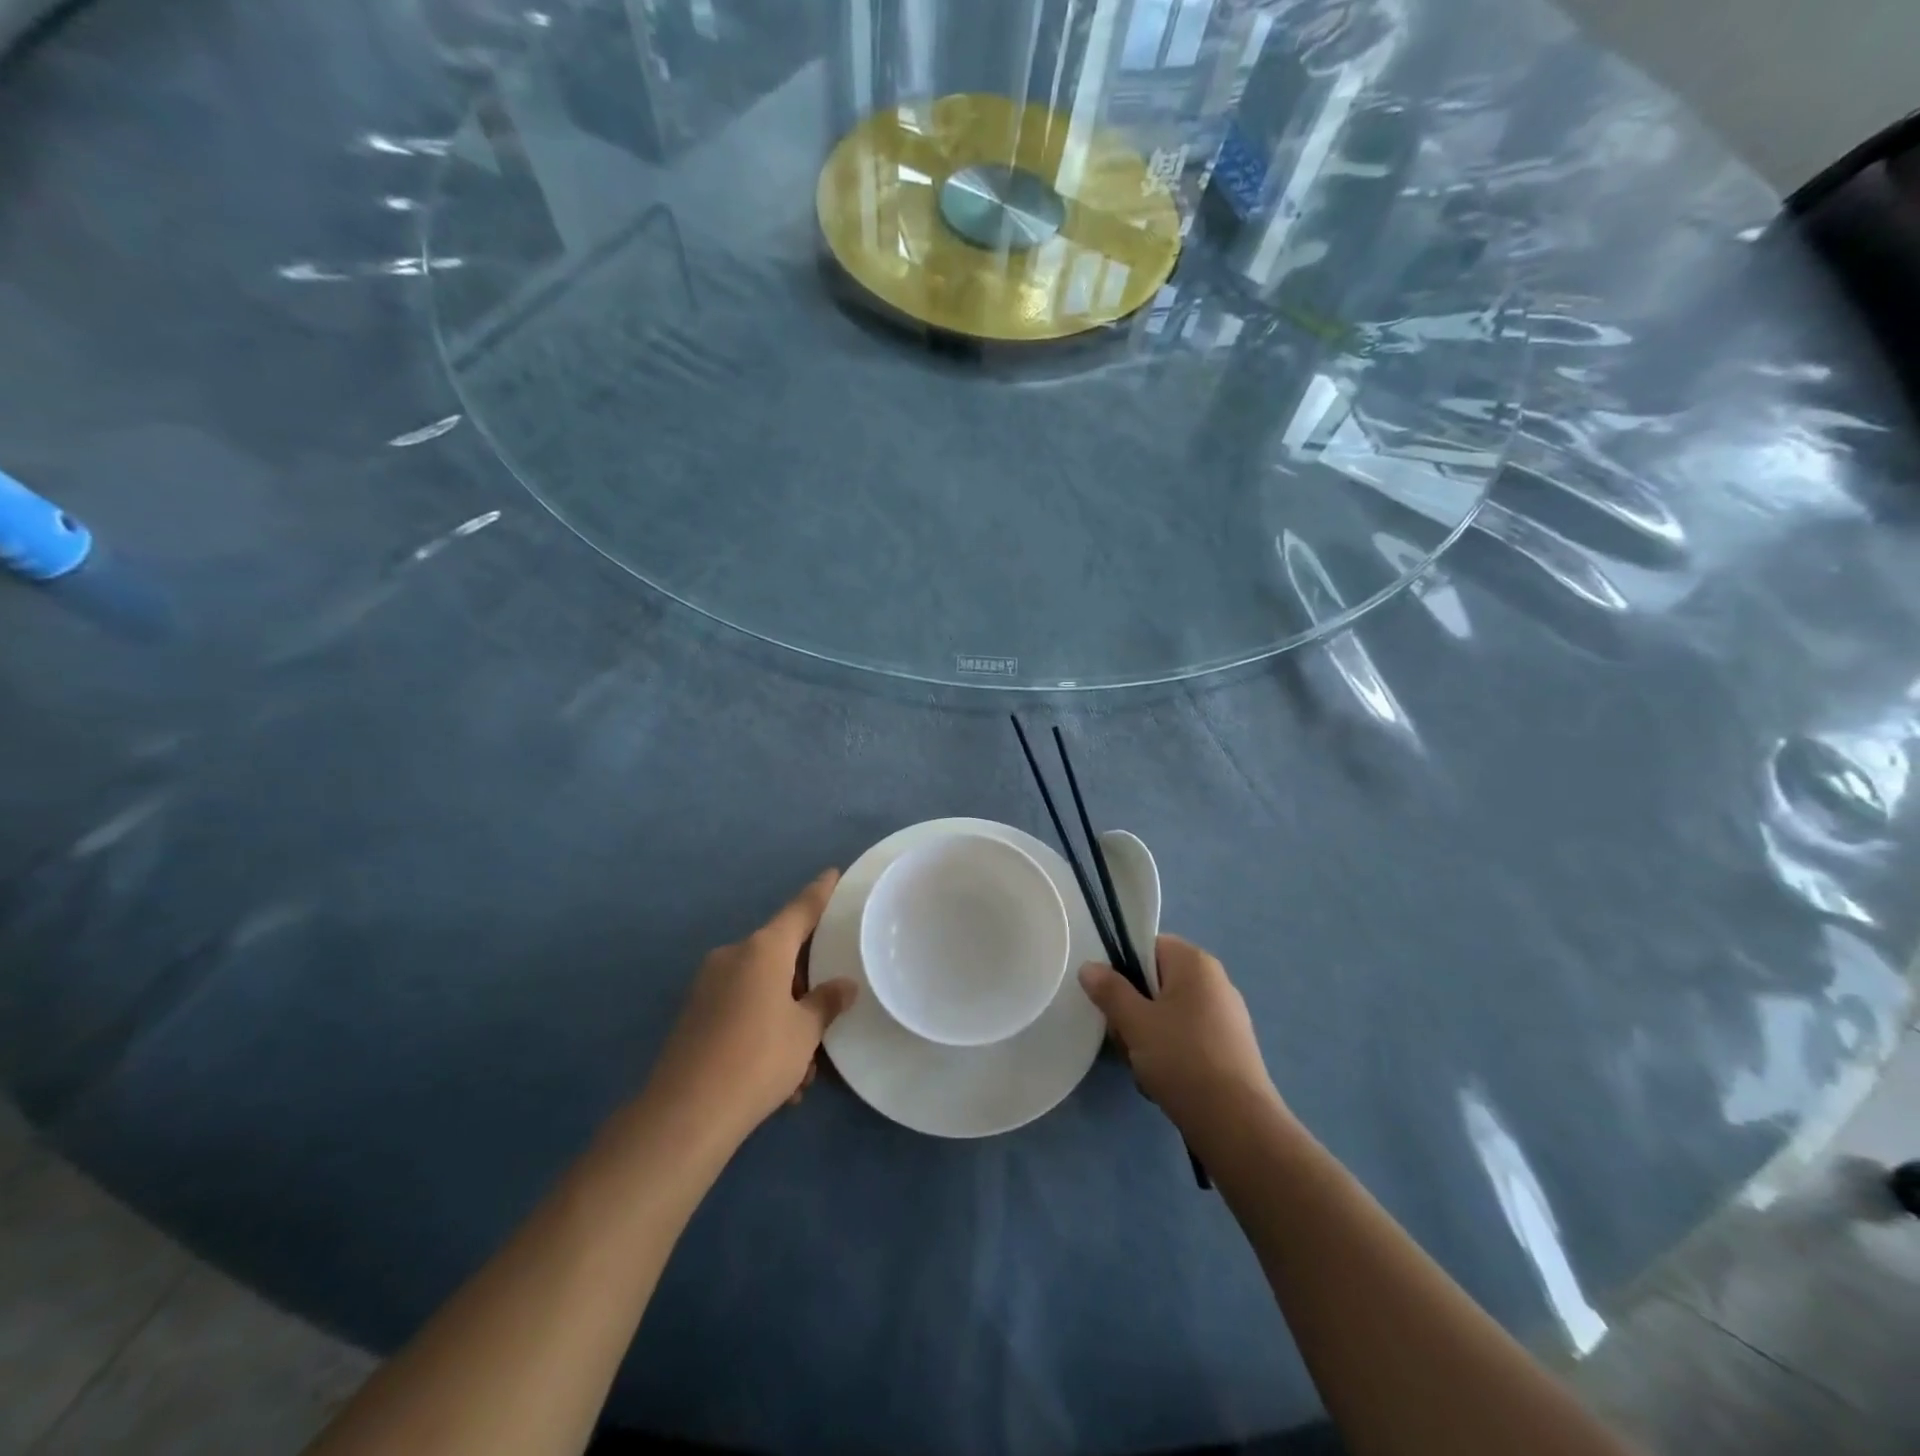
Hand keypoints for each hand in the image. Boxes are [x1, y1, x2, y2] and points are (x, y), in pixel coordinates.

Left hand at [648, 870, 858, 1140]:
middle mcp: (734, 956)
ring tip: (802, 1071)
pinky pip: (740, 1009)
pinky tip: (777, 1080)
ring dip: (784, 1020)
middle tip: (825, 1017)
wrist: (685, 1113)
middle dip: (804, 986)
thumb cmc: (758, 1058)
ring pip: (761, 990)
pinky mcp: (694, 1013)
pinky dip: (760, 1032)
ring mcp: (709, 984)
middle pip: (780, 956)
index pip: (800, 909)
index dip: (820, 892)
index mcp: (764, 949)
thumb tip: (844, 986)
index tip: (833, 873)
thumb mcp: (805, 1032)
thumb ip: (826, 1003)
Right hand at [1079, 935, 1279, 1140]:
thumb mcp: (1135, 1022)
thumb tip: (1089, 967)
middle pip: (1156, 982)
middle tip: (1125, 1039)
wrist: (1236, 1124)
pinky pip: (1187, 1038)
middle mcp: (1215, 981)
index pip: (1149, 946)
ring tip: (1143, 1067)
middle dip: (1134, 1011)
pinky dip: (1171, 1055)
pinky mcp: (1230, 1049)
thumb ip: (1109, 990)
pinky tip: (1163, 1082)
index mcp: (1195, 963)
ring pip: (1168, 1014)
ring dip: (1148, 1037)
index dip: (1124, 969)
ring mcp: (1226, 1016)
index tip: (1112, 999)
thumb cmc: (1182, 1059)